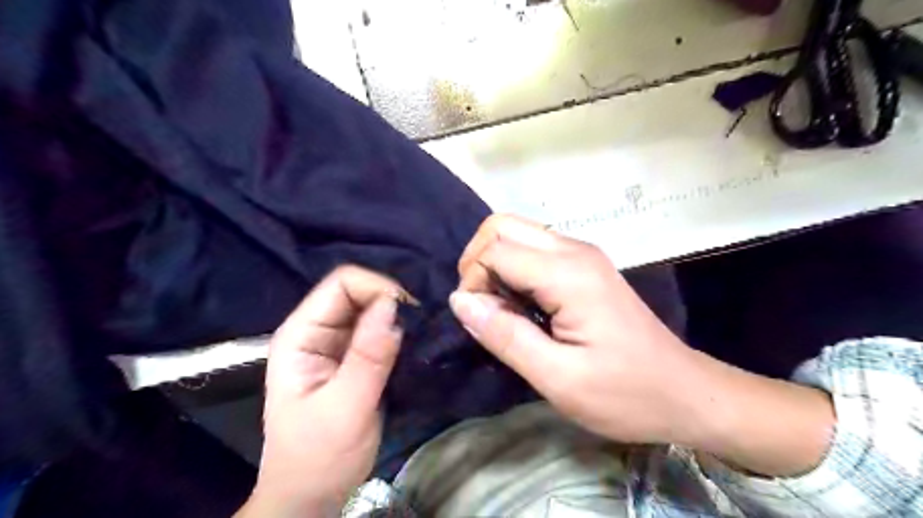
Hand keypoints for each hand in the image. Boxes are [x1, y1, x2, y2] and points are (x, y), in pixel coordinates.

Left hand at [238, 267, 405, 516]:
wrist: (312, 494)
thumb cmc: (319, 457)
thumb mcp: (345, 408)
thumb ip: (368, 357)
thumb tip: (393, 306)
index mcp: (302, 334)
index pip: (341, 284)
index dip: (377, 288)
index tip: (409, 312)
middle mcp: (317, 330)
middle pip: (357, 291)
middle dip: (391, 301)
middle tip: (420, 325)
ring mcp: (336, 343)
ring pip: (371, 309)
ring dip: (397, 316)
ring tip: (421, 333)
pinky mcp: (354, 357)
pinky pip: (379, 330)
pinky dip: (399, 331)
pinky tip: (414, 343)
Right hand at [451, 215, 696, 444]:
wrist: (685, 393)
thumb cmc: (625, 394)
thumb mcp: (558, 378)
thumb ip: (505, 336)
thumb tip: (460, 301)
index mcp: (568, 274)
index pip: (495, 250)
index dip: (474, 281)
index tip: (479, 321)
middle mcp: (574, 250)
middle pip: (502, 226)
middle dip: (478, 262)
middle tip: (482, 308)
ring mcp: (582, 255)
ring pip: (517, 234)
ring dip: (495, 266)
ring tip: (502, 312)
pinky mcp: (585, 266)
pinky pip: (534, 251)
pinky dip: (514, 271)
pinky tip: (522, 308)